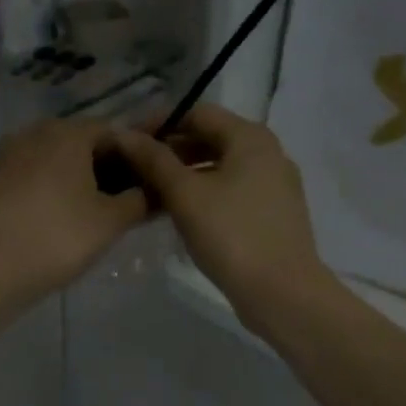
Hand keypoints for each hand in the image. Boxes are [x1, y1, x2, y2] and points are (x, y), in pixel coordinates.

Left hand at [0, 119, 148, 306]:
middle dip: (106, 169)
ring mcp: (7, 156)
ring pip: (54, 162)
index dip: (136, 158)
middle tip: (124, 204)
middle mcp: (35, 133)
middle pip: (82, 144)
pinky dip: (49, 191)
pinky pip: (31, 178)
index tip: (148, 186)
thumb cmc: (57, 238)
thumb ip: (139, 200)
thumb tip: (156, 190)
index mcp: (67, 132)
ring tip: (93, 216)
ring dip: (77, 181)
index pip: (114, 133)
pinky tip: (56, 220)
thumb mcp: (110, 222)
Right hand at [110, 105, 331, 324]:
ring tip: (150, 192)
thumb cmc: (231, 234)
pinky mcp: (273, 212)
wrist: (282, 292)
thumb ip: (153, 160)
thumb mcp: (185, 194)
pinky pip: (232, 189)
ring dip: (184, 173)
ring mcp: (274, 183)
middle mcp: (267, 152)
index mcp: (250, 137)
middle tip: (133, 169)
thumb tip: (123, 134)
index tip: (127, 142)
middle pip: (210, 138)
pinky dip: (204, 192)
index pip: (197, 113)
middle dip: (170, 150)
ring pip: (220, 166)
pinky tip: (180, 213)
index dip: (159, 123)